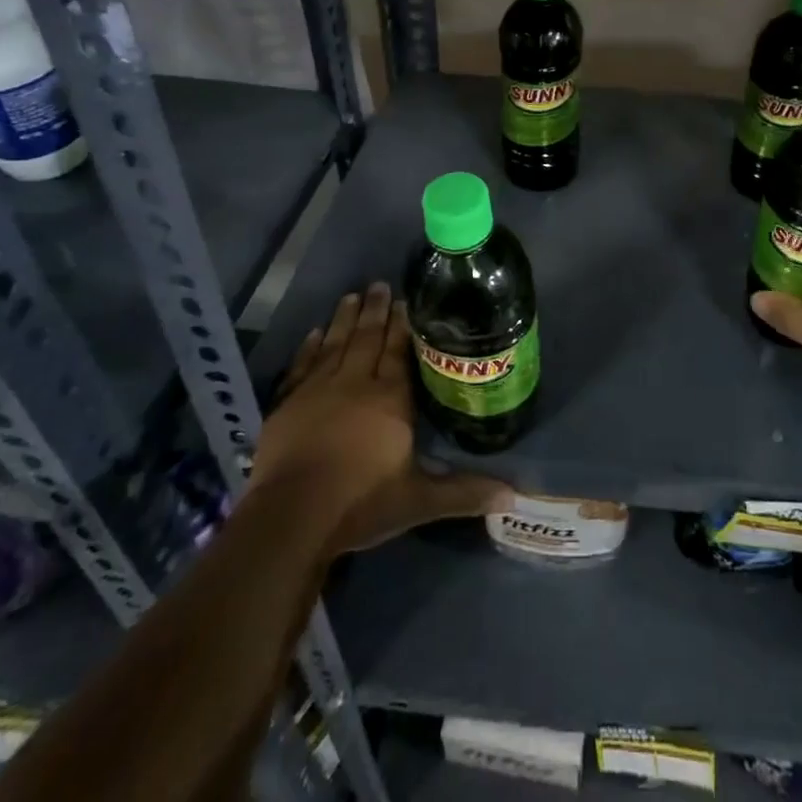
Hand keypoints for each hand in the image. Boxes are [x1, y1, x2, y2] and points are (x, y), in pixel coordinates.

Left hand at [252, 283, 510, 553]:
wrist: (290, 518)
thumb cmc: (360, 504)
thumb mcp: (419, 501)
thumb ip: (464, 492)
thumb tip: (514, 497)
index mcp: (390, 399)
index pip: (398, 352)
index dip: (403, 326)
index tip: (406, 300)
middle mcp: (356, 384)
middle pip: (368, 339)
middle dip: (376, 311)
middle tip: (380, 284)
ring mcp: (317, 391)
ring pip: (336, 344)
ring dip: (345, 319)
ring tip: (353, 296)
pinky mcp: (287, 405)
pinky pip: (302, 365)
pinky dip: (309, 347)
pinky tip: (315, 332)